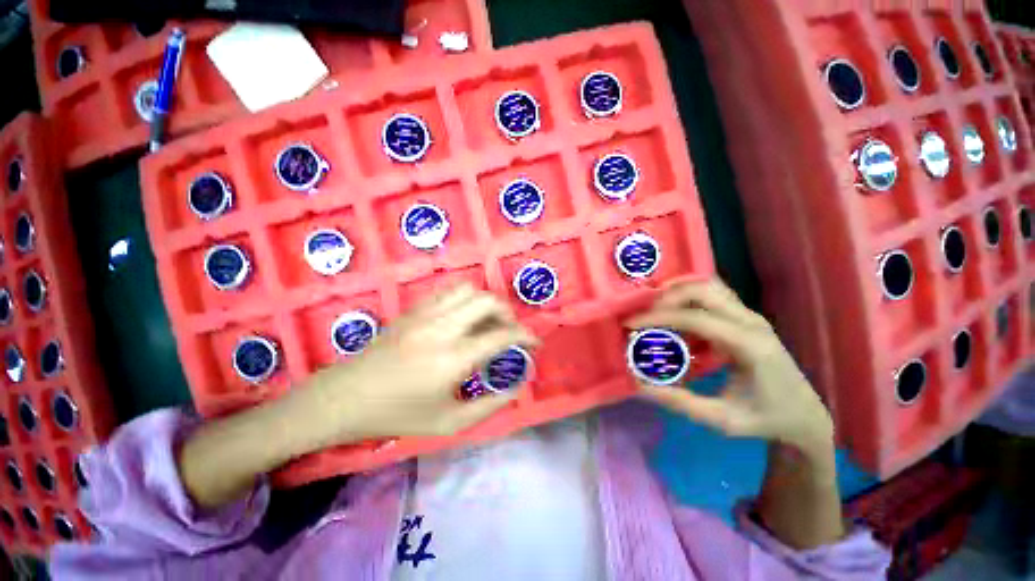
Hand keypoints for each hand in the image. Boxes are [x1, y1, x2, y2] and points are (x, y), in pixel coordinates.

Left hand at [308, 284, 537, 442]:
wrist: (345, 398)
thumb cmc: (397, 414)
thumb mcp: (449, 423)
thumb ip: (490, 406)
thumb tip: (515, 386)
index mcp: (453, 359)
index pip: (502, 336)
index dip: (525, 336)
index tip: (533, 343)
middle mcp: (443, 328)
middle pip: (488, 302)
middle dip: (508, 314)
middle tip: (509, 332)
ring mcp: (425, 314)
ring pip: (469, 290)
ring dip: (486, 303)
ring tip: (487, 322)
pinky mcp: (413, 310)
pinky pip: (448, 292)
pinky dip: (465, 300)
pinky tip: (462, 317)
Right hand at [627, 279, 832, 453]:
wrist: (805, 416)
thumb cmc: (766, 419)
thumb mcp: (721, 419)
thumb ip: (678, 402)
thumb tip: (637, 385)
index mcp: (749, 345)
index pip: (695, 318)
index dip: (658, 317)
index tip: (631, 323)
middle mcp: (751, 322)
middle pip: (703, 289)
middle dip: (666, 297)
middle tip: (643, 315)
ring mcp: (751, 316)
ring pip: (709, 286)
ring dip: (678, 291)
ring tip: (654, 308)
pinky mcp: (746, 318)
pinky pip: (714, 295)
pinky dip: (689, 296)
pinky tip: (675, 312)